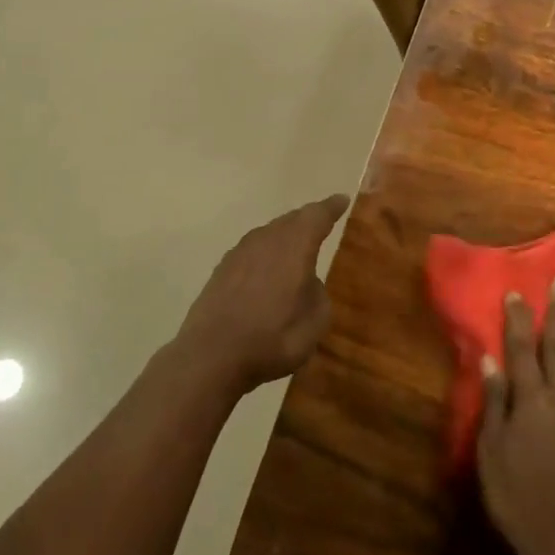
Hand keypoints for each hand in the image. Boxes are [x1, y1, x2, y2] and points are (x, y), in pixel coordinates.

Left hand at [176, 195, 347, 393]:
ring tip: (295, 249)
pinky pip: (252, 252)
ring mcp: (240, 252)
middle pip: (291, 220)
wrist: (212, 354)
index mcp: (295, 244)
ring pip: (269, 234)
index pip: (317, 215)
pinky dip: (264, 256)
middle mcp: (266, 239)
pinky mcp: (222, 269)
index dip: (332, 207)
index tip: (342, 200)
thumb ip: (318, 294)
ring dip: (284, 238)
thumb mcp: (316, 321)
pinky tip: (266, 273)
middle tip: (321, 223)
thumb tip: (307, 283)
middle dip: (307, 221)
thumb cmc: (274, 337)